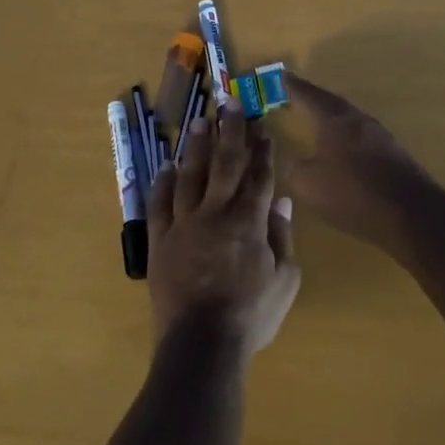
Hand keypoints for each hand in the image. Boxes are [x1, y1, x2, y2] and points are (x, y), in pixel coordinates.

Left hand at [147, 105, 300, 359]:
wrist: (201, 343)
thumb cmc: (250, 315)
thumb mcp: (285, 279)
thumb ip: (282, 236)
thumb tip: (281, 200)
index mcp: (249, 221)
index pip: (259, 176)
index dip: (262, 149)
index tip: (262, 125)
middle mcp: (216, 212)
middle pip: (225, 163)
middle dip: (230, 130)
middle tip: (229, 101)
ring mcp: (184, 223)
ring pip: (190, 174)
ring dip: (196, 145)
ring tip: (200, 120)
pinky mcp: (160, 239)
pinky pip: (160, 203)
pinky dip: (163, 182)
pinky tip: (166, 165)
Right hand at [284, 73, 439, 261]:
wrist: (412, 214)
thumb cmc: (354, 194)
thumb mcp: (309, 186)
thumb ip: (295, 169)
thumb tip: (293, 161)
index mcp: (334, 120)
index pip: (307, 95)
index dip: (290, 86)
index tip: (278, 76)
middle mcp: (357, 119)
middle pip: (330, 102)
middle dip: (310, 97)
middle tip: (293, 94)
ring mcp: (379, 135)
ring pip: (347, 117)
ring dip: (329, 116)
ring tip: (313, 118)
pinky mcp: (392, 153)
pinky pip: (360, 135)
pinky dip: (344, 135)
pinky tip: (340, 147)